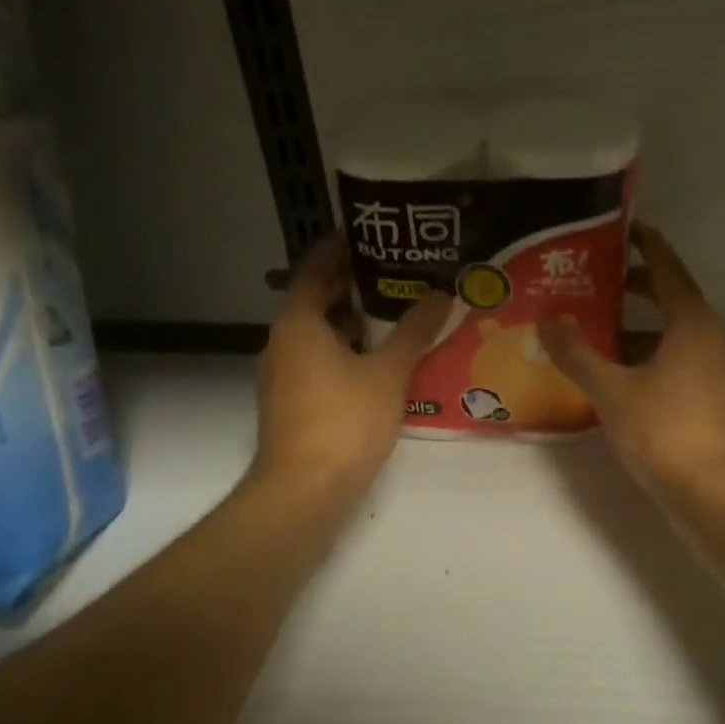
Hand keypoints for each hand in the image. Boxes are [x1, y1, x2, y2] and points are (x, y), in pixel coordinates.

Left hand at [252, 235, 449, 493]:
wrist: (304, 490)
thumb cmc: (344, 420)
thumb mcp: (388, 372)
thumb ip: (414, 331)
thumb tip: (442, 293)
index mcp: (298, 324)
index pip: (314, 270)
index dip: (337, 249)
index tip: (365, 233)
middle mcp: (282, 343)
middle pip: (315, 302)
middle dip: (349, 284)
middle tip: (392, 270)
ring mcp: (283, 377)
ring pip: (318, 335)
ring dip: (350, 321)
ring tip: (393, 311)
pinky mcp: (292, 405)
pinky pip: (319, 363)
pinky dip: (345, 352)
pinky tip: (379, 361)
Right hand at [541, 223, 724, 496]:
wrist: (720, 496)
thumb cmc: (666, 432)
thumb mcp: (612, 391)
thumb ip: (577, 355)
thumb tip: (549, 321)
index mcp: (694, 325)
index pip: (669, 270)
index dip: (647, 246)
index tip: (626, 228)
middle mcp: (716, 341)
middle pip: (677, 303)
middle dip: (641, 291)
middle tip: (602, 284)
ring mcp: (724, 375)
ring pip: (681, 339)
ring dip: (647, 332)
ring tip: (606, 336)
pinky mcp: (723, 405)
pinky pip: (686, 366)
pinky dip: (658, 360)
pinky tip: (630, 381)